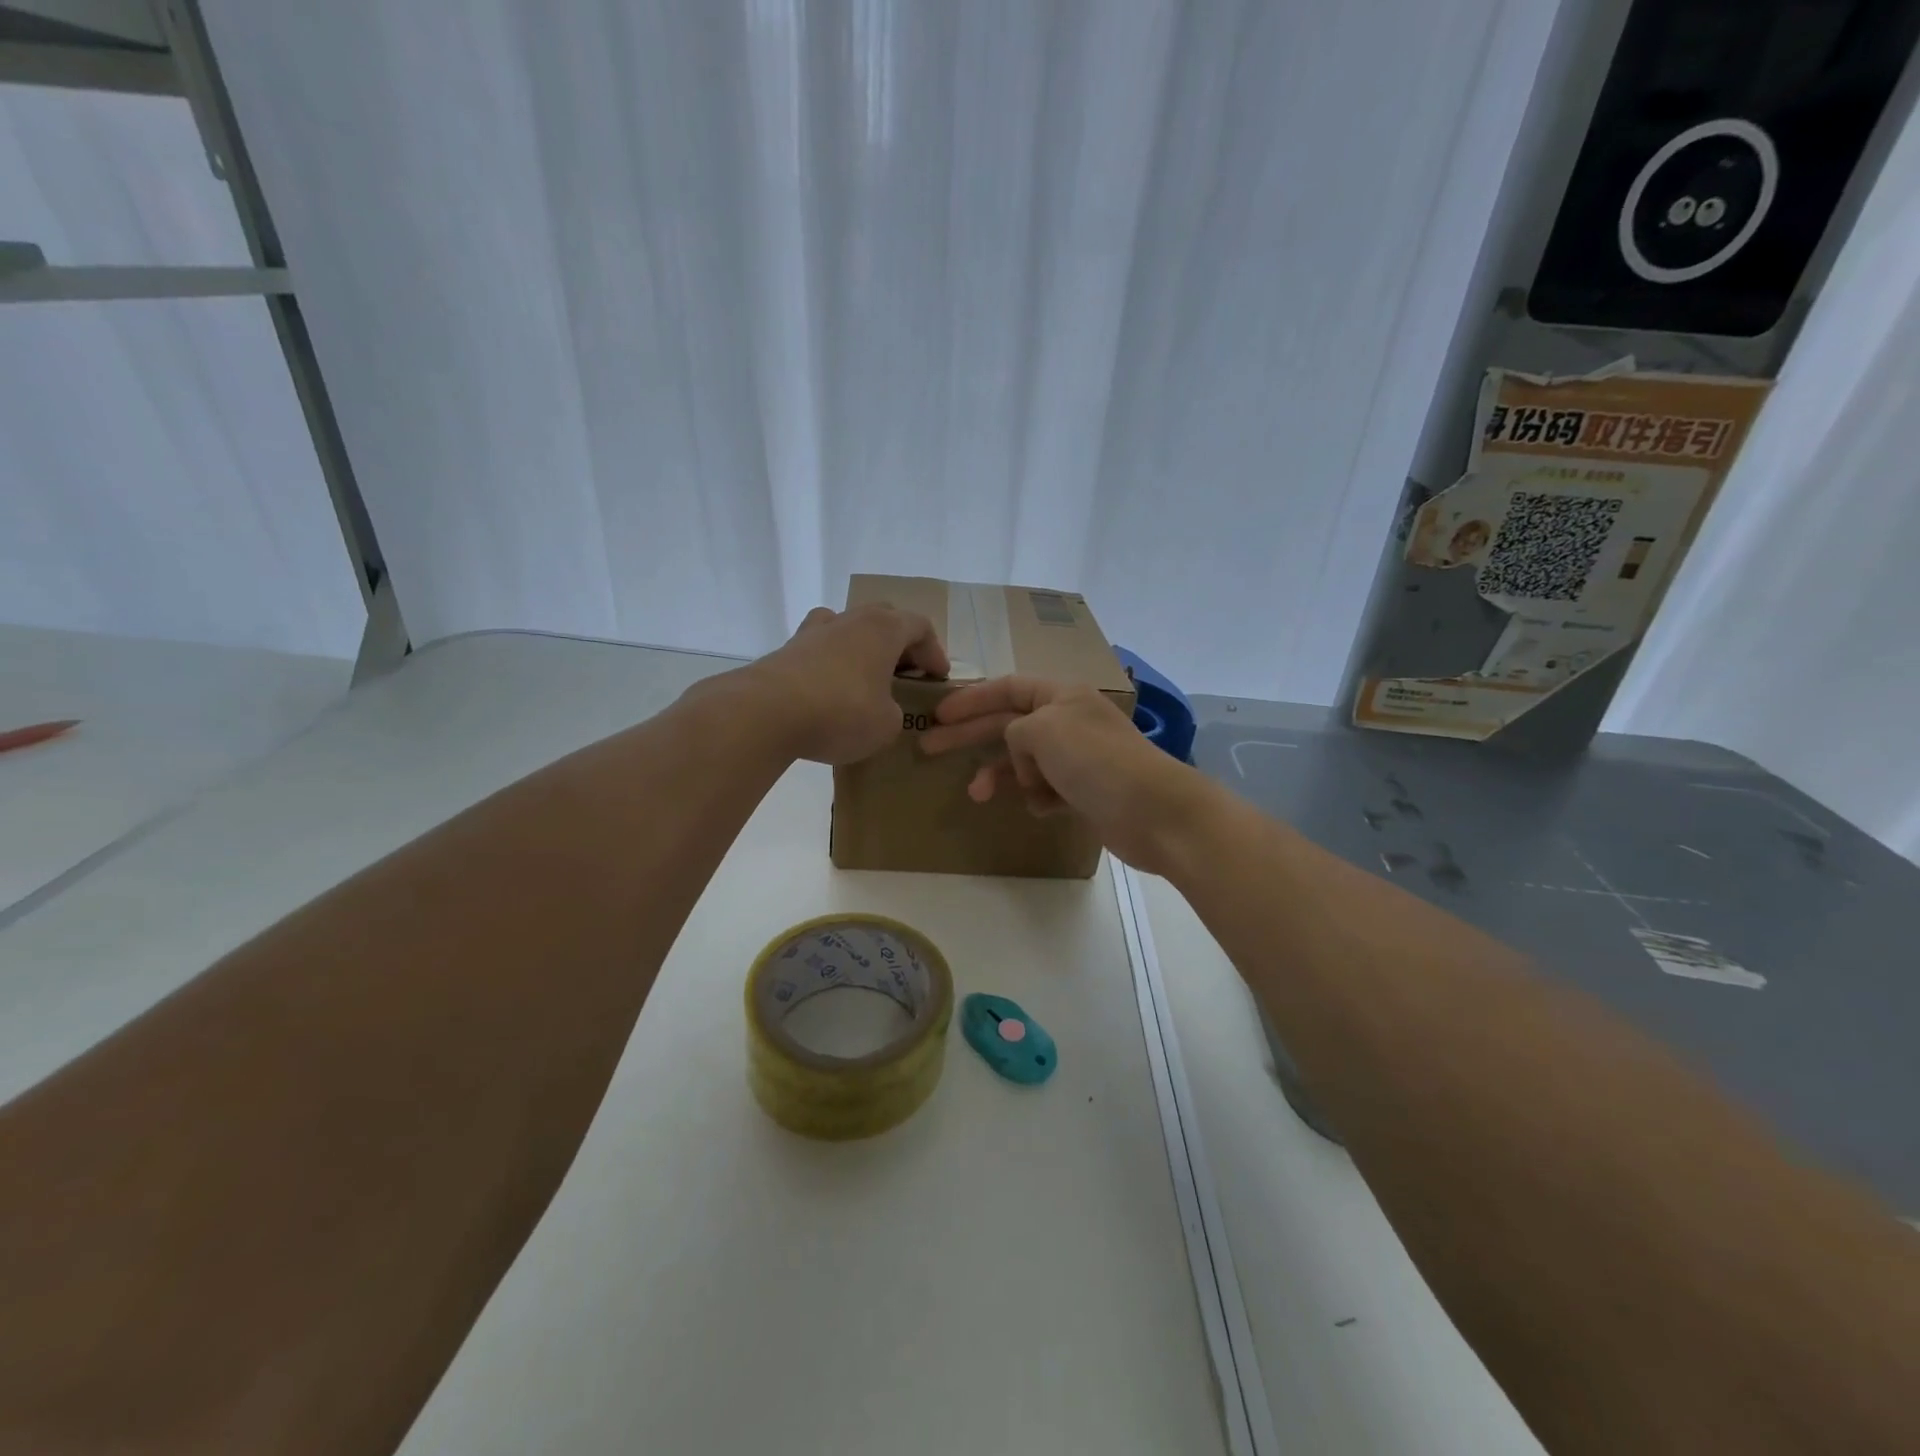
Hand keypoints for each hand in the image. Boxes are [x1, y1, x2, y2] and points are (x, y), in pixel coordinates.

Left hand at [736, 604, 948, 765]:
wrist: (765, 713)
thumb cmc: (840, 712)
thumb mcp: (886, 724)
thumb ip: (894, 712)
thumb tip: (882, 708)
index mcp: (883, 628)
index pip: (920, 627)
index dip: (934, 651)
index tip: (938, 677)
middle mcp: (849, 620)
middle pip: (883, 619)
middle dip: (899, 644)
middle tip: (905, 673)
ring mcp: (813, 632)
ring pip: (846, 628)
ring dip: (861, 649)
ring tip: (865, 678)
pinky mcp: (786, 651)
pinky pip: (819, 650)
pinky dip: (831, 665)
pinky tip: (829, 692)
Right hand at [918, 676, 1210, 874]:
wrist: (1154, 812)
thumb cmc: (1096, 761)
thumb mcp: (1044, 729)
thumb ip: (1015, 730)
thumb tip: (1020, 754)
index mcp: (1060, 696)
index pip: (1007, 688)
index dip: (970, 699)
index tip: (937, 715)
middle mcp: (1068, 721)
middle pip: (1007, 724)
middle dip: (969, 736)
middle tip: (928, 748)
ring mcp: (1077, 758)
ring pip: (1023, 761)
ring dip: (1001, 775)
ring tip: (978, 795)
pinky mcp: (1084, 791)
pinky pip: (1045, 789)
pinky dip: (1037, 797)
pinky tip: (1043, 807)